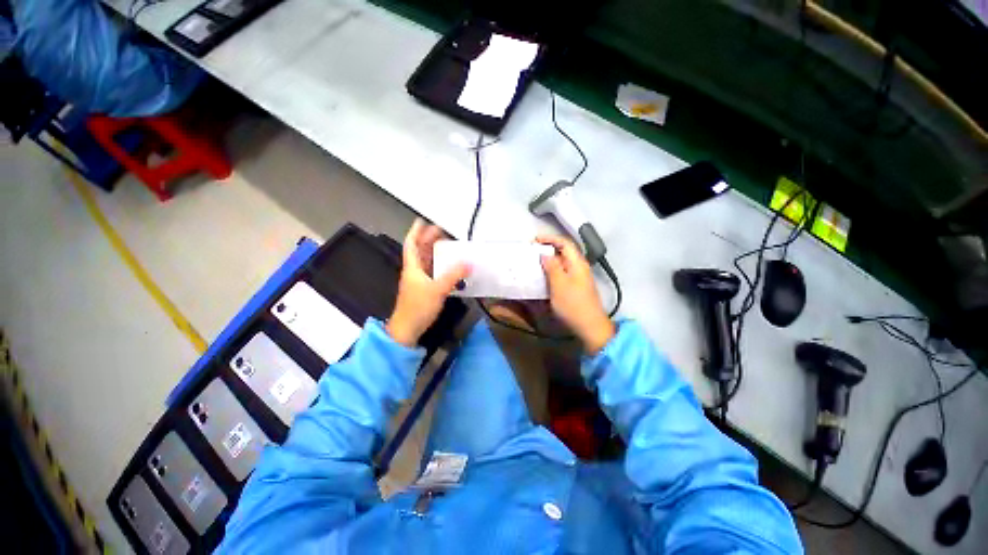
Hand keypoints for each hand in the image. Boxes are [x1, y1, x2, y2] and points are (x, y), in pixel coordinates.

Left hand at [387, 219, 469, 346]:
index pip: (411, 244)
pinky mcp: (422, 292)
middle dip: (429, 240)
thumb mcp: (437, 289)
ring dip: (434, 253)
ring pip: (425, 262)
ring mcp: (417, 282)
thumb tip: (469, 262)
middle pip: (419, 251)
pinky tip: (449, 268)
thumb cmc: (417, 307)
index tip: (423, 220)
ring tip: (448, 246)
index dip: (416, 231)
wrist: (406, 330)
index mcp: (412, 267)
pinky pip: (431, 273)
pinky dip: (439, 267)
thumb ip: (453, 275)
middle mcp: (413, 272)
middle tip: (442, 231)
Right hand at [537, 235, 614, 353]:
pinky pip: (563, 273)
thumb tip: (545, 254)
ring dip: (549, 261)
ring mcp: (580, 277)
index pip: (564, 242)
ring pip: (563, 263)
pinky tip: (543, 277)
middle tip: (531, 251)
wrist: (590, 326)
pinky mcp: (577, 287)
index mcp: (577, 262)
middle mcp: (580, 266)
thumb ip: (551, 266)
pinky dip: (553, 271)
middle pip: (564, 251)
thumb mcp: (558, 284)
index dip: (549, 238)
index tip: (534, 240)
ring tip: (534, 263)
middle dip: (548, 248)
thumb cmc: (573, 304)